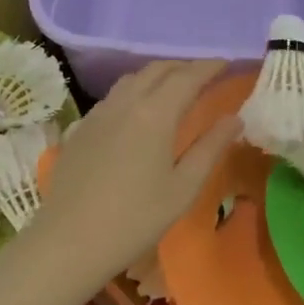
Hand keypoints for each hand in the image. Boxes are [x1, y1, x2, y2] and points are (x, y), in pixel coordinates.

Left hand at [33, 60, 238, 290]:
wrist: (68, 242)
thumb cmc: (135, 219)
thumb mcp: (183, 188)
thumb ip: (210, 148)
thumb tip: (235, 118)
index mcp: (155, 113)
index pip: (188, 76)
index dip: (210, 66)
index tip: (228, 63)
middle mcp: (126, 102)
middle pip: (158, 70)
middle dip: (184, 67)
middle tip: (205, 75)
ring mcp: (99, 112)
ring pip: (132, 79)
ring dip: (158, 75)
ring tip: (174, 88)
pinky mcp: (82, 127)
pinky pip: (113, 96)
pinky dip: (135, 91)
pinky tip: (138, 112)